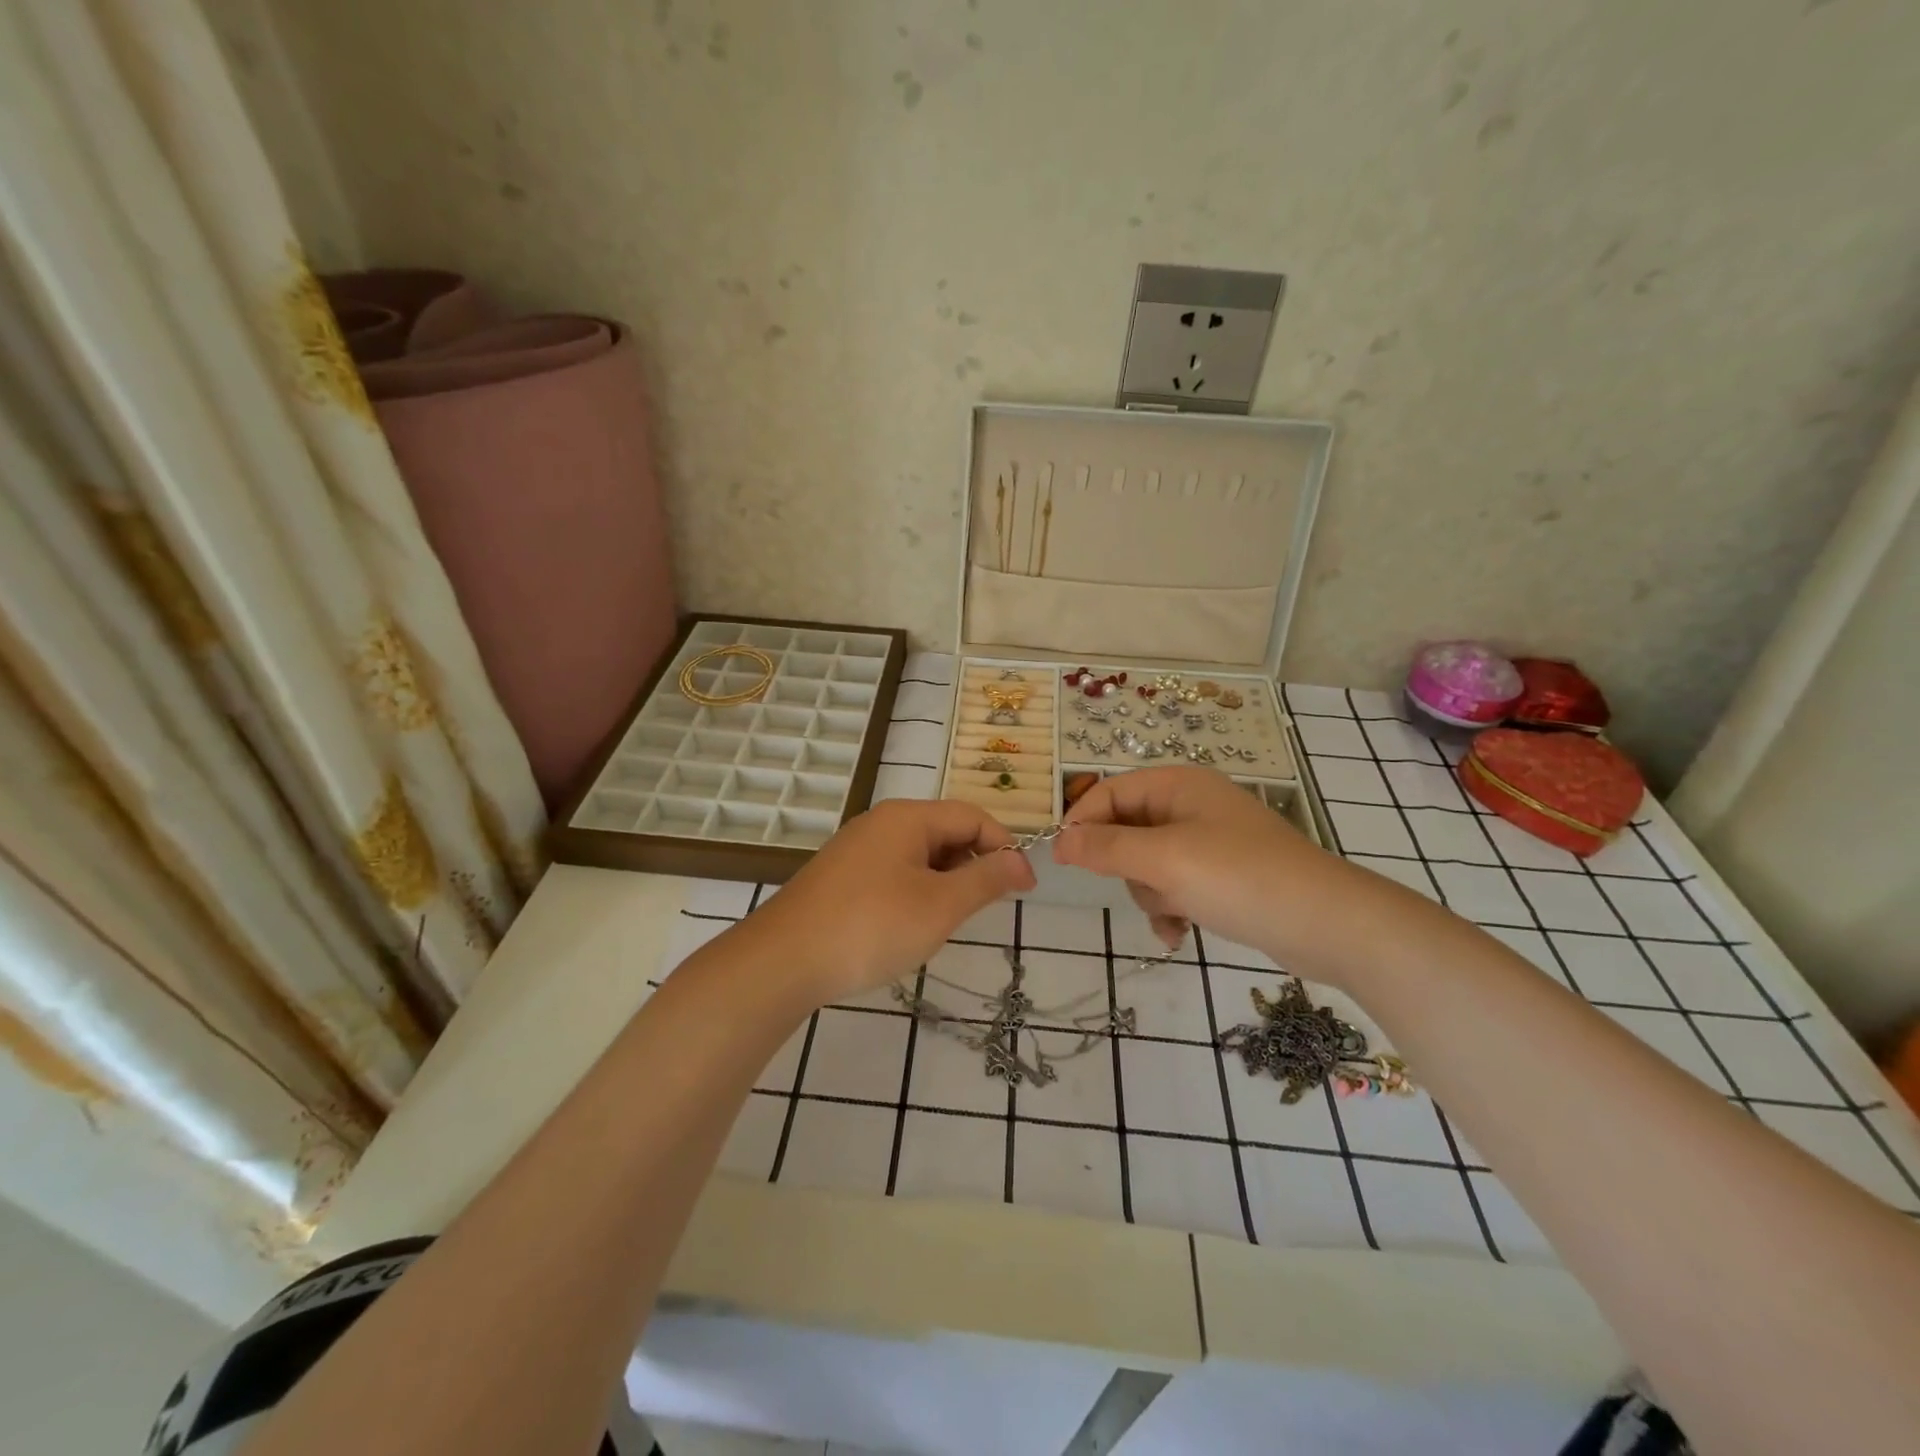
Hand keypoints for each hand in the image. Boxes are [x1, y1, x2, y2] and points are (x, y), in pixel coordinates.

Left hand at [746, 798, 1034, 1004]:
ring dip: (944, 883)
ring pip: (919, 856)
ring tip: (943, 923)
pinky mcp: (840, 877)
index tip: (1024, 889)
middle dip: (972, 866)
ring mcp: (856, 850)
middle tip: (980, 911)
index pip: (972, 816)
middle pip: (945, 832)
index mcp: (907, 818)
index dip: (1005, 847)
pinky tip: (907, 927)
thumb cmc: (871, 927)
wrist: (782, 961)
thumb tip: (1020, 860)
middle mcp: (881, 823)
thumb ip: (985, 879)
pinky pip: (893, 873)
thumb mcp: (940, 906)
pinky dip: (914, 893)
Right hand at [1055, 766, 1401, 978]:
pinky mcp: (1222, 875)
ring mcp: (1209, 841)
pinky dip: (1171, 909)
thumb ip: (1106, 847)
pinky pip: (1174, 886)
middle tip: (1144, 886)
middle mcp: (1191, 806)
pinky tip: (1180, 934)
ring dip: (1152, 894)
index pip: (1110, 791)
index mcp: (1178, 784)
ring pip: (1148, 864)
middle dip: (1128, 867)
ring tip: (1176, 915)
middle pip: (1126, 830)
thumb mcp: (1164, 859)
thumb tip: (1059, 841)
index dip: (1082, 822)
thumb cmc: (1239, 878)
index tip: (1061, 860)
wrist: (1327, 924)